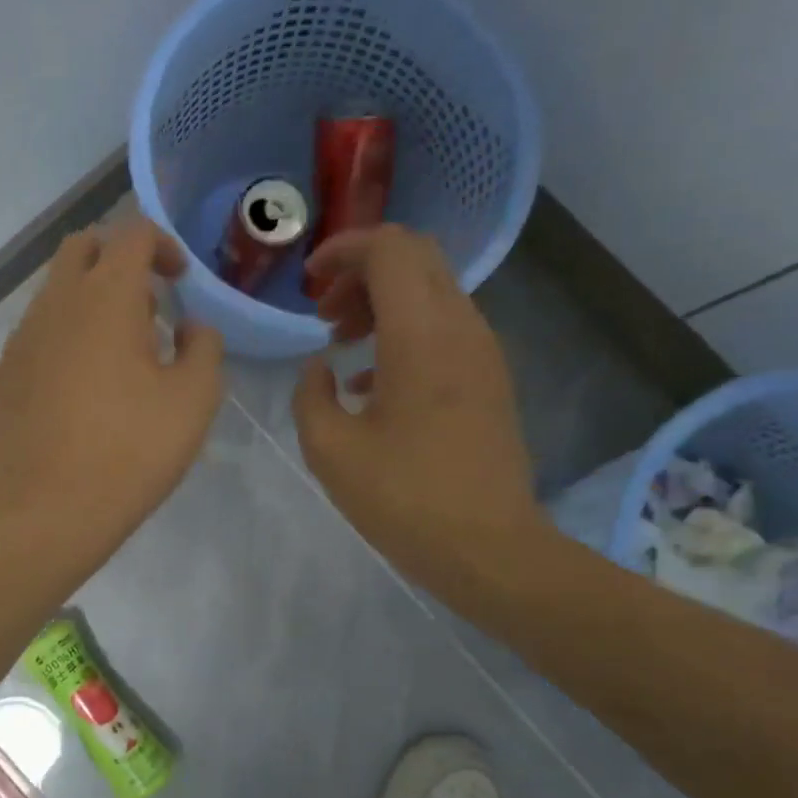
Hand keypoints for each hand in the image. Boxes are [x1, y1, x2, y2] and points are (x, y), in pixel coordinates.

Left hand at [0, 216, 223, 565]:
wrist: (49, 511)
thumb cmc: (132, 451)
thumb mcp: (195, 399)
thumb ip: (203, 346)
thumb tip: (189, 326)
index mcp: (106, 298)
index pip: (133, 233)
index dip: (163, 245)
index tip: (179, 283)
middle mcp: (55, 305)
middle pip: (82, 248)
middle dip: (117, 260)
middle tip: (145, 308)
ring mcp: (20, 340)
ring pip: (54, 293)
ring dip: (89, 302)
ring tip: (117, 358)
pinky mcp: (3, 375)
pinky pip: (36, 336)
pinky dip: (63, 340)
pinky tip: (80, 391)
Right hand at [292, 227, 544, 585]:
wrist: (488, 548)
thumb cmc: (403, 498)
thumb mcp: (329, 450)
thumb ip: (311, 395)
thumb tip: (321, 368)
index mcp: (420, 335)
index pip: (390, 250)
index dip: (343, 251)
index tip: (308, 284)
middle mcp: (461, 328)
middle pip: (416, 259)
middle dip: (362, 271)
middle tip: (324, 314)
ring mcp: (483, 352)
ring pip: (433, 290)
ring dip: (383, 301)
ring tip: (343, 345)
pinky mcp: (490, 378)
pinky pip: (445, 326)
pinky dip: (404, 330)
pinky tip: (372, 382)